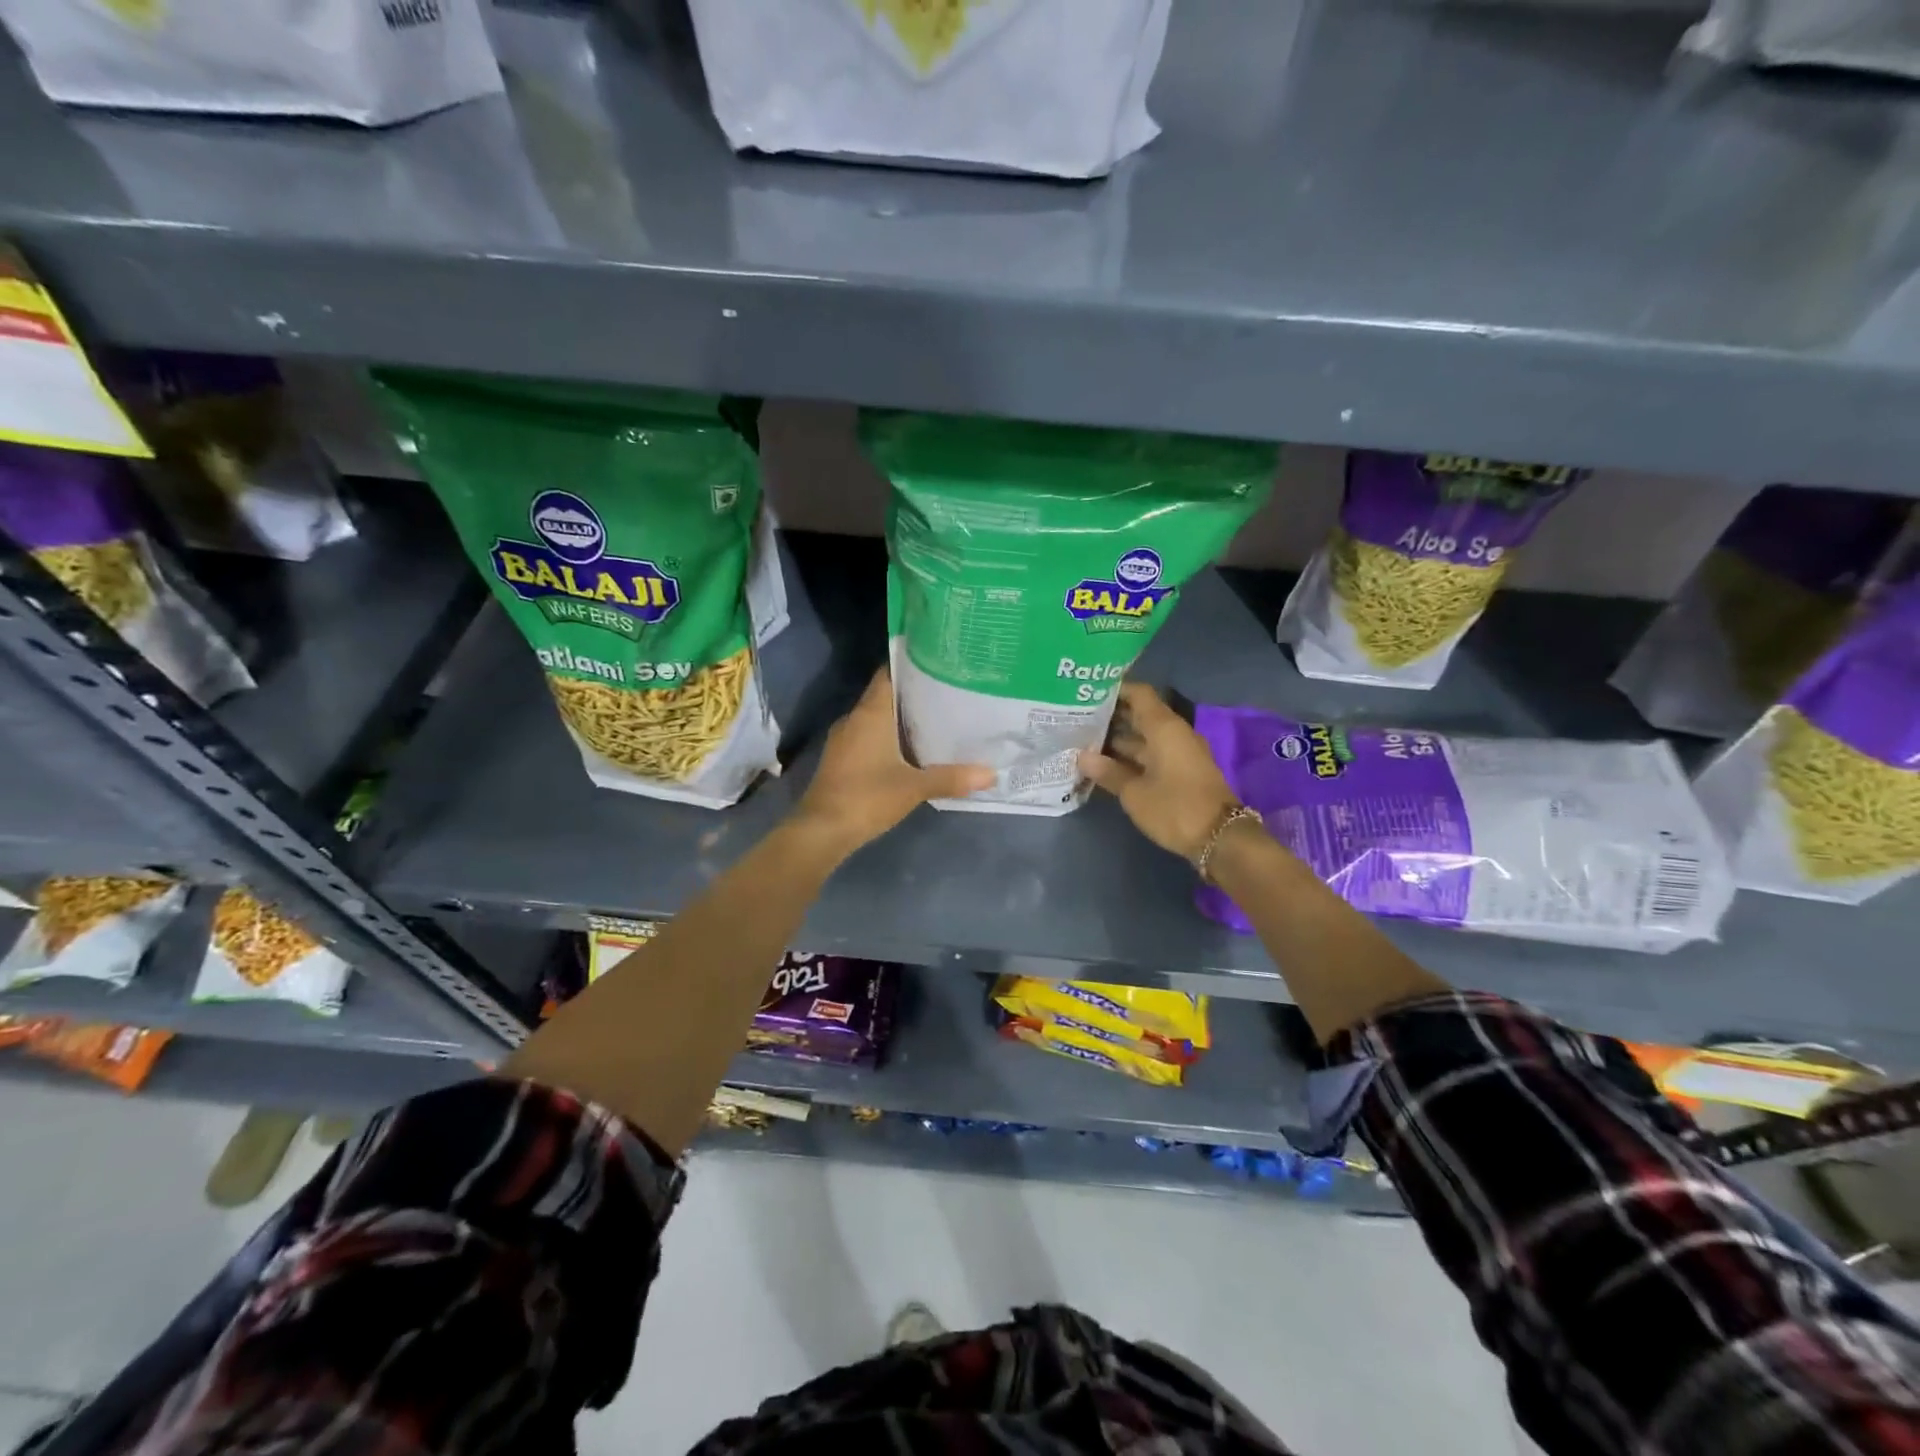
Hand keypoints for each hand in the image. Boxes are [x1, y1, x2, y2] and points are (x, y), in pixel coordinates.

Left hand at [790, 667, 993, 856]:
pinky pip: (869, 737)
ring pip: (877, 718)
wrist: (822, 830)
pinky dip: (889, 738)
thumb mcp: (914, 787)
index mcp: (870, 713)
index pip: (888, 674)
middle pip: (885, 696)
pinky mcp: (841, 759)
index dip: (911, 665)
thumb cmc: (867, 797)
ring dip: (901, 719)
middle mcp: (854, 719)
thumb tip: (992, 774)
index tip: (938, 662)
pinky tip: (911, 750)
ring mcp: (844, 740)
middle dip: (914, 695)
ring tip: (937, 719)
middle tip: (949, 692)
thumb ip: (952, 778)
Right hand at [1079, 683, 1239, 862]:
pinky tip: (1106, 764)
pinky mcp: (1181, 771)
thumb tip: (1083, 757)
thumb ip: (1109, 772)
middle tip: (1077, 719)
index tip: (1087, 693)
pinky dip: (1131, 756)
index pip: (1139, 694)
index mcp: (1164, 728)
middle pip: (1140, 715)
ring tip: (1084, 741)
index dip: (1114, 690)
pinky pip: (1152, 754)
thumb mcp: (1135, 793)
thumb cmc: (1175, 808)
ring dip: (1118, 740)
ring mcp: (1179, 753)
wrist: (1220, 838)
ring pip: (1144, 737)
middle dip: (1110, 717)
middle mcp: (1173, 734)